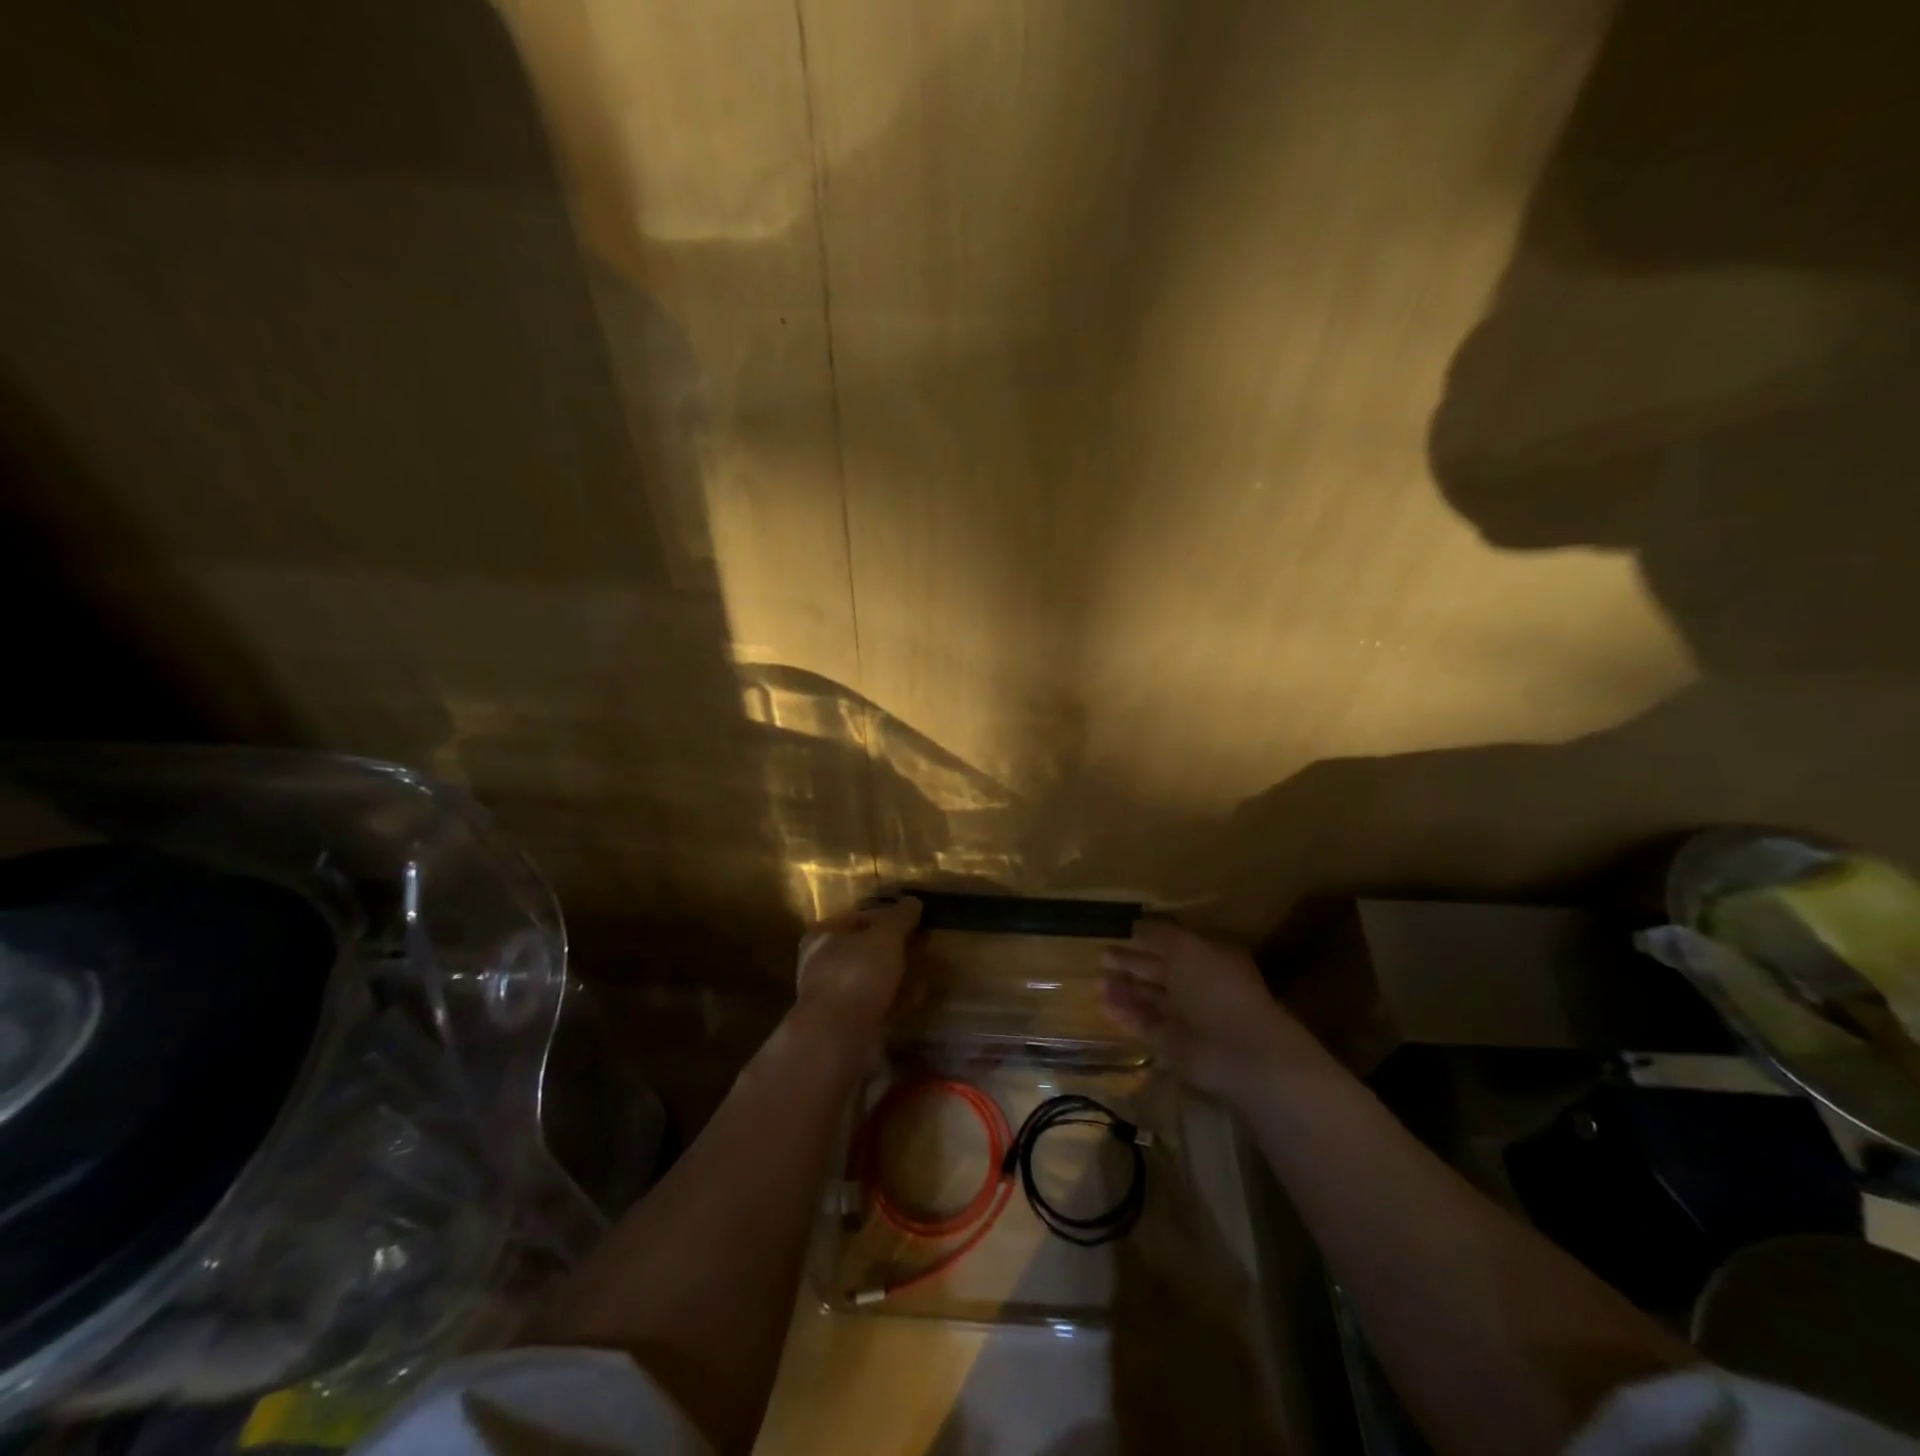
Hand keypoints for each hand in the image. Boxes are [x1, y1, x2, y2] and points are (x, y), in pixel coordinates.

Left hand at [794, 897, 921, 1062]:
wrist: (840, 1037)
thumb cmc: (857, 973)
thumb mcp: (885, 935)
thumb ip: (900, 917)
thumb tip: (913, 901)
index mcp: (823, 936)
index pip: (858, 917)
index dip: (887, 916)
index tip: (914, 920)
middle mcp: (823, 964)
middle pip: (866, 949)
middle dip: (895, 948)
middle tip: (923, 945)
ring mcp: (836, 997)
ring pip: (873, 978)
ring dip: (899, 974)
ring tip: (927, 968)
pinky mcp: (850, 1024)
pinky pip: (880, 1004)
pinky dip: (899, 999)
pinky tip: (920, 995)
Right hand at [1100, 920, 1326, 1099]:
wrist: (1238, 1050)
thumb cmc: (1216, 987)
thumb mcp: (1187, 948)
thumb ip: (1160, 935)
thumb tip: (1137, 925)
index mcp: (1207, 959)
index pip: (1173, 946)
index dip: (1148, 939)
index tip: (1122, 933)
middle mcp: (1196, 987)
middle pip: (1158, 972)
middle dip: (1130, 963)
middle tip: (1101, 956)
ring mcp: (1185, 1017)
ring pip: (1148, 998)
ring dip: (1123, 989)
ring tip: (1096, 981)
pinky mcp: (1172, 1044)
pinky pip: (1144, 1024)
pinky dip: (1124, 1014)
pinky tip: (1102, 1004)